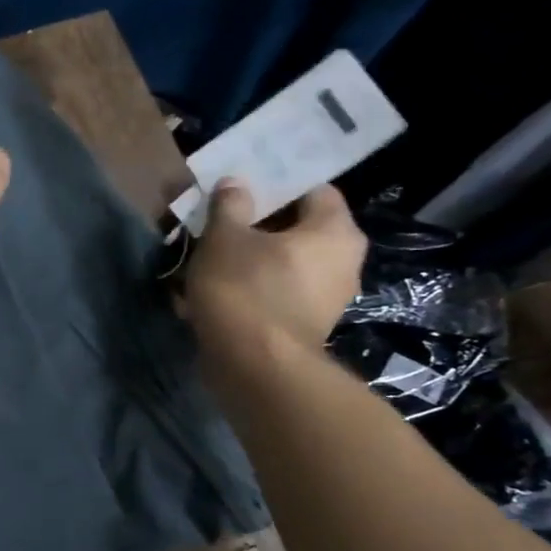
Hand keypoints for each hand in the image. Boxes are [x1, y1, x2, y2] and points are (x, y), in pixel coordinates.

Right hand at [180, 180, 366, 374]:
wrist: (254, 367)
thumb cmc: (245, 288)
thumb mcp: (225, 237)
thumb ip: (230, 204)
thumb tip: (236, 183)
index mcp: (335, 231)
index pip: (313, 190)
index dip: (276, 185)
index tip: (241, 188)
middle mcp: (343, 262)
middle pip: (296, 229)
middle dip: (256, 225)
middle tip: (219, 221)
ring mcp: (325, 298)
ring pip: (281, 263)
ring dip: (248, 259)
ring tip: (208, 257)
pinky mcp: (303, 326)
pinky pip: (275, 293)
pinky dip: (248, 288)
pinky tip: (213, 290)